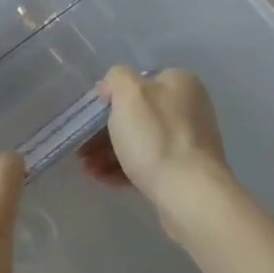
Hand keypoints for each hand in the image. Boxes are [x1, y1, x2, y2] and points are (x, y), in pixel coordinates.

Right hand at [80, 67, 228, 219]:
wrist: (190, 194)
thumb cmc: (156, 137)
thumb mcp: (129, 93)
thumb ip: (116, 78)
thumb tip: (112, 89)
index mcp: (180, 83)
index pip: (137, 83)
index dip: (110, 99)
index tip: (89, 118)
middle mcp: (189, 108)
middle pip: (137, 115)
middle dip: (104, 132)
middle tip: (83, 148)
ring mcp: (189, 142)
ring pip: (140, 141)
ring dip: (109, 152)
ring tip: (89, 168)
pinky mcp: (186, 172)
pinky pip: (149, 164)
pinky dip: (125, 169)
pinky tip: (104, 179)